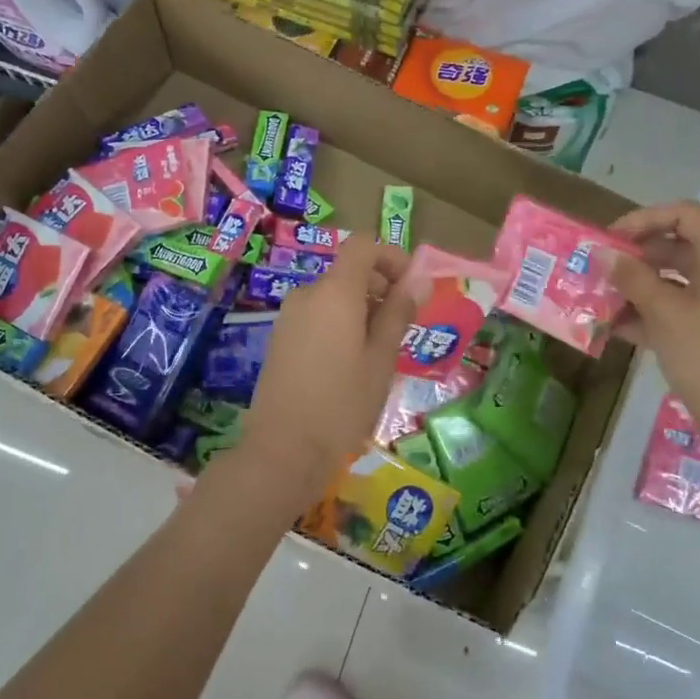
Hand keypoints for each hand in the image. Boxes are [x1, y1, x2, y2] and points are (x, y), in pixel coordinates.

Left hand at [237, 237, 415, 502]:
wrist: (283, 451)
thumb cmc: (342, 404)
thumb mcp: (381, 358)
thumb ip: (399, 313)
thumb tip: (420, 279)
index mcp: (334, 293)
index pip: (363, 246)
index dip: (391, 257)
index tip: (412, 286)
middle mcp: (307, 295)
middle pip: (348, 272)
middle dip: (380, 287)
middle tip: (403, 327)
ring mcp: (288, 317)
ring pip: (333, 296)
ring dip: (361, 309)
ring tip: (379, 351)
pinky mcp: (279, 339)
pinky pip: (316, 316)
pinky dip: (339, 324)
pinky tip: (350, 363)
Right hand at [609, 201, 699, 437]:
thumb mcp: (663, 312)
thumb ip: (631, 278)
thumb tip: (604, 254)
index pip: (684, 214)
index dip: (645, 218)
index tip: (612, 239)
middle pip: (674, 246)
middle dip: (634, 257)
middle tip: (599, 270)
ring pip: (671, 279)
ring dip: (635, 287)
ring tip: (600, 300)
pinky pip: (675, 307)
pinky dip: (647, 313)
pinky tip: (615, 328)